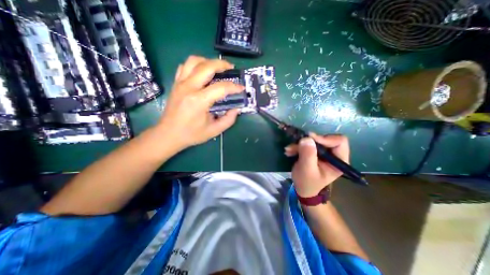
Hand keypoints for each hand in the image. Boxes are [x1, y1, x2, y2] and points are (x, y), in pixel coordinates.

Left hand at [156, 56, 244, 149]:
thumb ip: (229, 119)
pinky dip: (196, 65)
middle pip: (207, 66)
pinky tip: (202, 72)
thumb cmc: (191, 134)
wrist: (169, 134)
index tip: (241, 88)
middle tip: (231, 69)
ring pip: (194, 61)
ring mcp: (180, 83)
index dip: (234, 86)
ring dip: (208, 61)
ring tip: (217, 68)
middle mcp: (189, 88)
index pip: (221, 87)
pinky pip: (185, 66)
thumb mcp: (214, 130)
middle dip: (222, 64)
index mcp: (199, 101)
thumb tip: (237, 109)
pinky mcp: (176, 83)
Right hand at [286, 133, 349, 197]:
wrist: (303, 188)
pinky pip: (307, 143)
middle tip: (295, 145)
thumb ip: (308, 154)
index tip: (309, 140)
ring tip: (289, 150)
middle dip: (308, 142)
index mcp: (339, 160)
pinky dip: (297, 146)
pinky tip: (290, 151)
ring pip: (314, 140)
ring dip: (300, 144)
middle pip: (325, 138)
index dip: (324, 138)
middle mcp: (334, 154)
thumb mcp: (307, 170)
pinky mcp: (315, 151)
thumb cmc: (307, 182)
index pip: (339, 141)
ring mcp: (324, 152)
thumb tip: (307, 138)